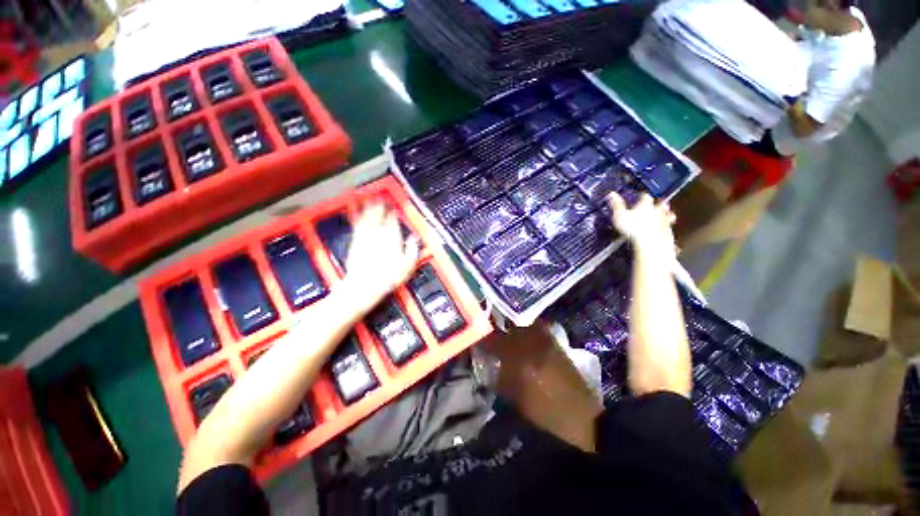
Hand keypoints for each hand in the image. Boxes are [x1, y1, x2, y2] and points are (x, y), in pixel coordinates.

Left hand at [340, 204, 420, 312]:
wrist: (365, 285)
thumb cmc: (388, 277)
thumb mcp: (407, 266)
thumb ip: (412, 250)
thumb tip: (413, 239)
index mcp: (392, 239)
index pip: (393, 222)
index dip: (394, 215)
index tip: (394, 210)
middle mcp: (379, 234)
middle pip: (380, 216)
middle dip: (381, 206)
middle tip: (381, 198)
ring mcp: (366, 237)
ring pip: (368, 218)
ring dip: (369, 208)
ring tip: (370, 199)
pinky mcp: (356, 242)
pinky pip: (358, 225)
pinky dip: (358, 217)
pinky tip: (358, 213)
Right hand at [607, 193, 675, 256]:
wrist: (650, 243)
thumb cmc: (634, 229)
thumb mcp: (619, 215)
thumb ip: (616, 204)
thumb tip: (612, 194)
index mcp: (645, 205)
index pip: (644, 196)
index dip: (641, 196)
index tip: (640, 196)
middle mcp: (657, 211)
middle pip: (659, 204)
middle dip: (657, 204)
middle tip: (658, 204)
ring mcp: (664, 222)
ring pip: (666, 215)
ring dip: (666, 215)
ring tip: (666, 216)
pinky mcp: (668, 233)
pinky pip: (668, 229)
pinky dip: (666, 229)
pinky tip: (663, 232)